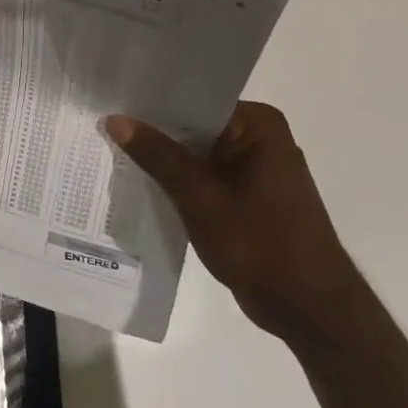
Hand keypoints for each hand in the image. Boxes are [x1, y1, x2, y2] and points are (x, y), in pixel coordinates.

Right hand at [106, 103, 370, 350]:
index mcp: (258, 125)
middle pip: (193, 125)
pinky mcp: (247, 196)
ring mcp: (254, 168)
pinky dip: (177, 181)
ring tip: (109, 151)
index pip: (193, 101)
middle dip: (151, 132)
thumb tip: (115, 119)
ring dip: (162, 159)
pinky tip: (139, 183)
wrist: (308, 307)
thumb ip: (158, 155)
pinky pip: (203, 176)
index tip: (109, 102)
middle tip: (99, 128)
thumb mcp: (199, 196)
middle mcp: (259, 138)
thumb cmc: (259, 244)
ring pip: (195, 153)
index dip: (150, 103)